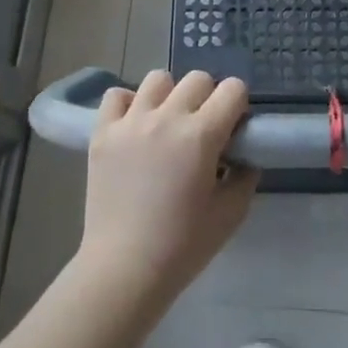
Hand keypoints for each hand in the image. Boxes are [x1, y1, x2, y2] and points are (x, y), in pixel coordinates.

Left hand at [78, 69, 256, 310]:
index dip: (239, 104)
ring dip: (170, 95)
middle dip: (209, 97)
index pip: (233, 89)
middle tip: (204, 127)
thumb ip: (245, 177)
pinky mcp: (102, 133)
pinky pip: (116, 96)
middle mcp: (166, 117)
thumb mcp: (231, 214)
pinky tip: (135, 126)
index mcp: (201, 135)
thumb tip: (244, 156)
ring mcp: (130, 122)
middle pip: (197, 78)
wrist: (124, 269)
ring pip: (158, 79)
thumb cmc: (183, 246)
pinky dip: (129, 104)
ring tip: (167, 122)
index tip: (234, 127)